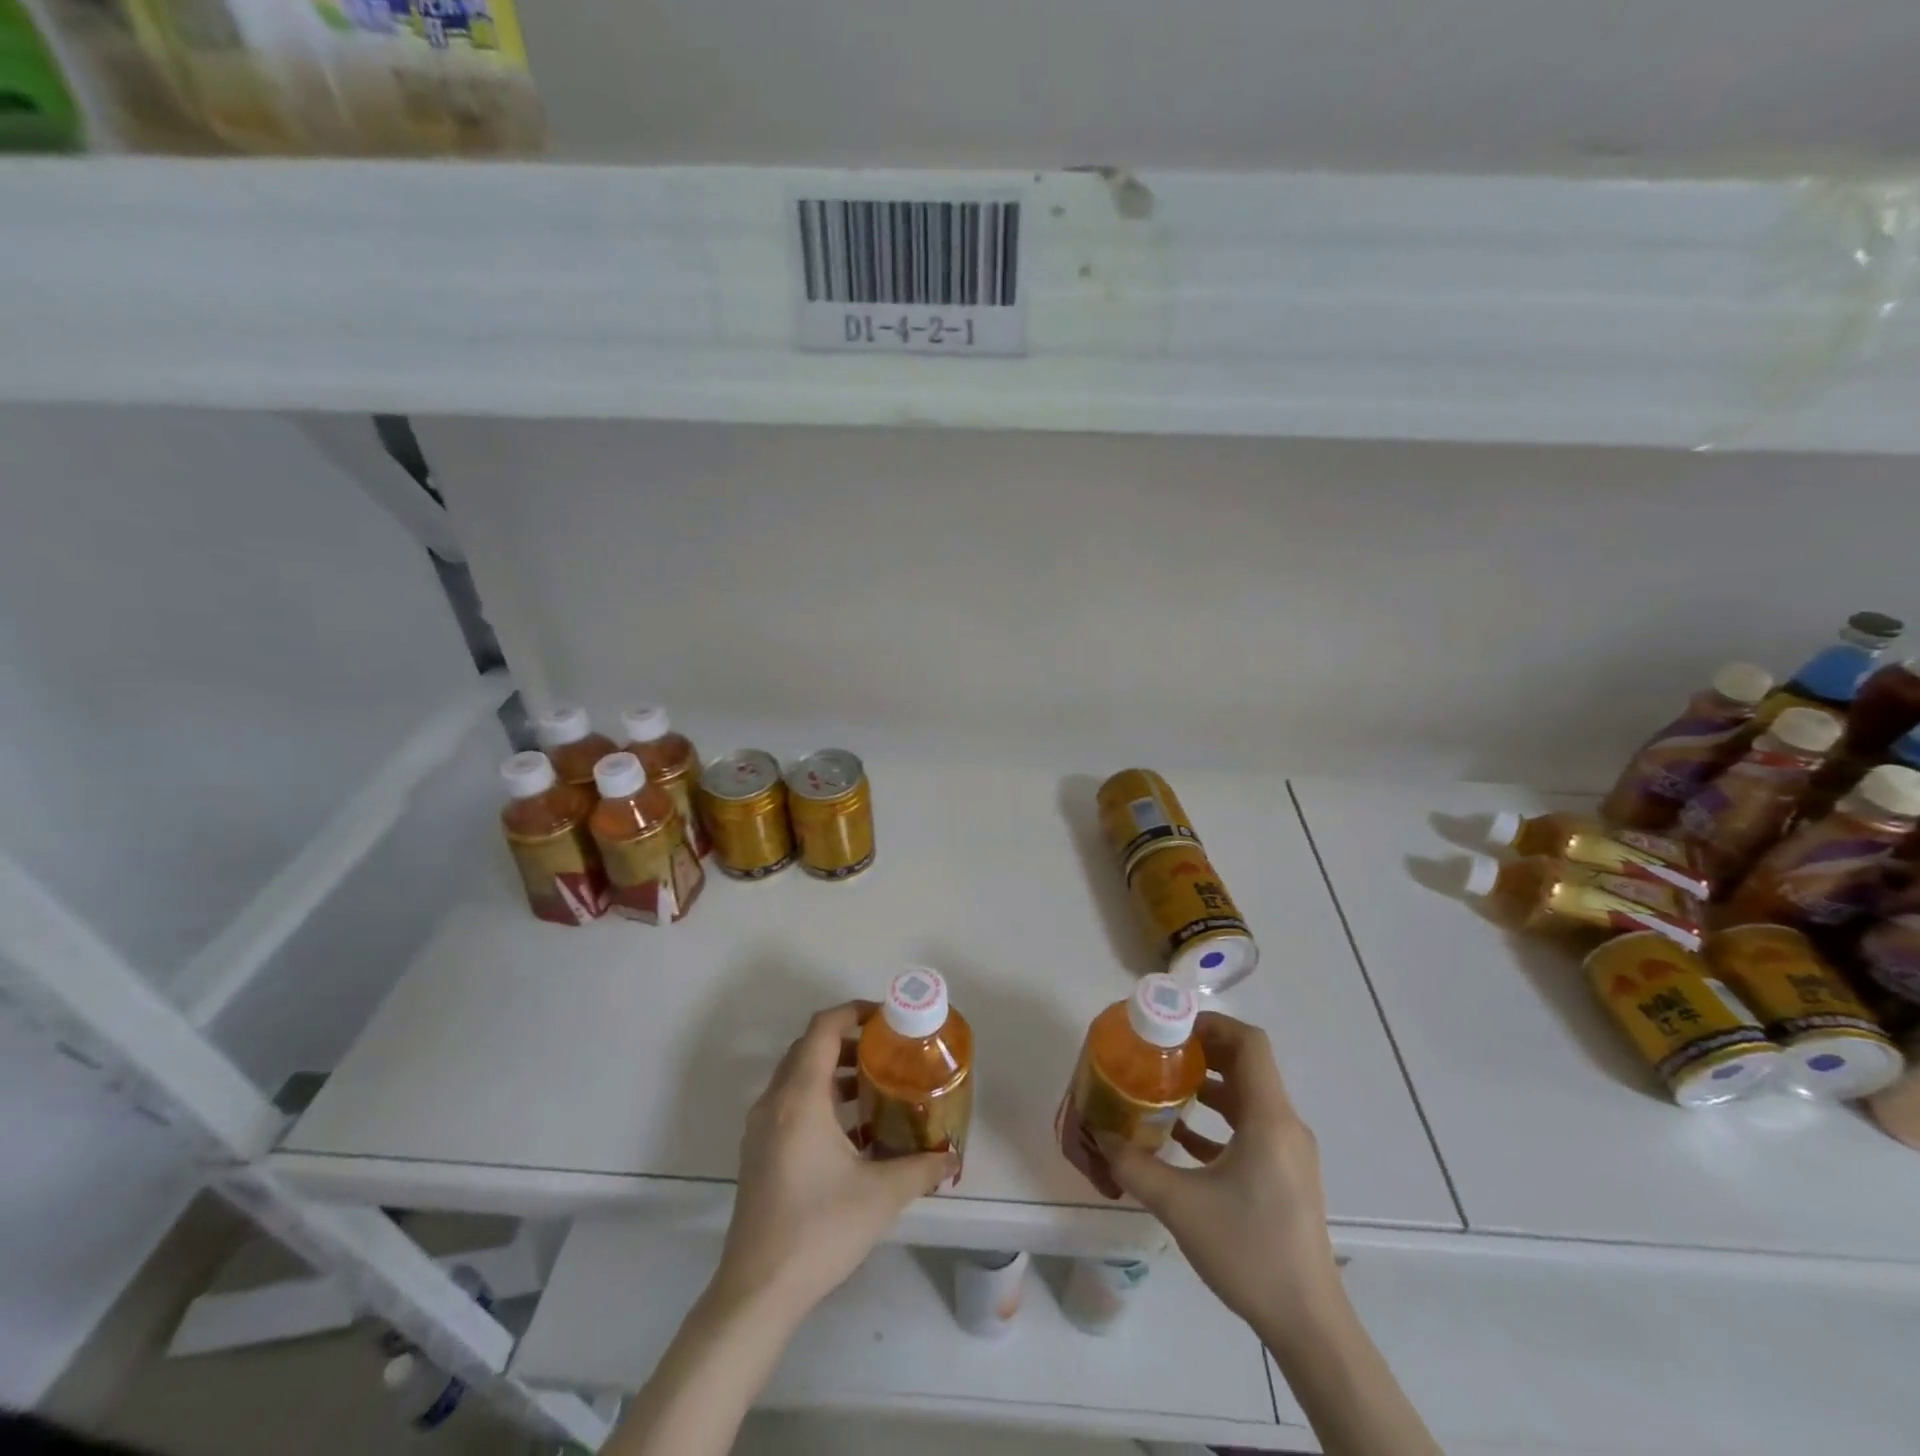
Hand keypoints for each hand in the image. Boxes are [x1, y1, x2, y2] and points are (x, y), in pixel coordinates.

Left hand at [712, 1002, 955, 1324]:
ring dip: (833, 1073)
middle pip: (809, 1048)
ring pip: (797, 1077)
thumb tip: (952, 1155)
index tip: (887, 1019)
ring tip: (874, 1089)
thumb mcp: (881, 1195)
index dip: (854, 1011)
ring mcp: (760, 1128)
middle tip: (887, 1052)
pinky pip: (789, 1104)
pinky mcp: (757, 1153)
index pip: (823, 1028)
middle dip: (848, 1042)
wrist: (757, 1292)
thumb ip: (921, 1167)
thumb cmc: (819, 1230)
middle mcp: (774, 1102)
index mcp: (800, 1097)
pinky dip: (819, 1100)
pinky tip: (851, 1134)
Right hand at [1098, 1012, 1340, 1329]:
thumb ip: (1134, 1166)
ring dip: (1209, 1087)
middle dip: (1203, 1052)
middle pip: (1247, 1065)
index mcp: (1269, 1118)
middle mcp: (1284, 1125)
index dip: (1212, 1024)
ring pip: (1248, 1097)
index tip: (1172, 1027)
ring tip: (1165, 1089)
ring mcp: (1289, 1152)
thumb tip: (1099, 1136)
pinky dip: (1219, 1122)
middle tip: (1160, 1052)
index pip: (1249, 1043)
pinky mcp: (1286, 1176)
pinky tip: (1182, 1139)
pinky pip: (1251, 1129)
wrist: (1308, 1324)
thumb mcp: (1180, 1205)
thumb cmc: (1248, 1251)